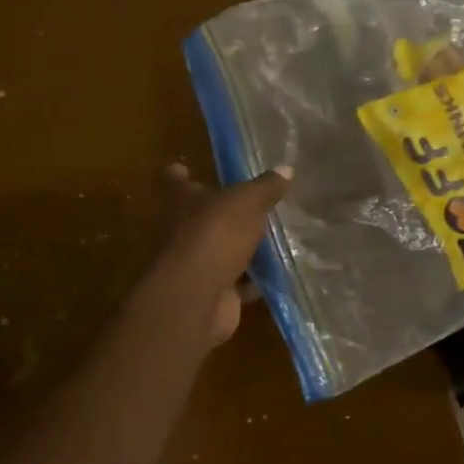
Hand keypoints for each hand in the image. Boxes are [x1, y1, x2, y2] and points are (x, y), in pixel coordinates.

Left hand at [151, 164, 291, 344]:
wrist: (197, 297)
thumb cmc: (214, 236)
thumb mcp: (245, 203)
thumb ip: (265, 188)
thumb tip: (287, 168)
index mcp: (183, 202)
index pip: (176, 182)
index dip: (181, 175)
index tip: (185, 167)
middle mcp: (184, 232)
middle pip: (202, 217)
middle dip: (223, 213)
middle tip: (253, 205)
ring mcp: (198, 265)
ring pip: (222, 251)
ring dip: (243, 248)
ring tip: (274, 238)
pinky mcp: (214, 292)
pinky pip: (238, 283)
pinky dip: (254, 281)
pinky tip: (278, 275)